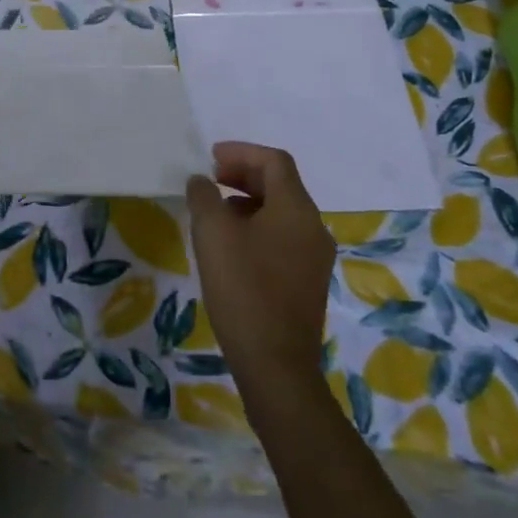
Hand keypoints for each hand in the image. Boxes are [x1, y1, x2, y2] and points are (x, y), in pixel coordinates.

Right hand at [186, 143, 335, 393]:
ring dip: (249, 201)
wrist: (276, 366)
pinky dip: (258, 227)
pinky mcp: (308, 282)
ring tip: (215, 212)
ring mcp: (315, 258)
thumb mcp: (213, 234)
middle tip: (211, 179)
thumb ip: (204, 197)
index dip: (242, 152)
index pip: (275, 162)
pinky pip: (284, 237)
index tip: (211, 157)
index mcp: (297, 210)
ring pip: (282, 212)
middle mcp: (313, 228)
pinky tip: (232, 246)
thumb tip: (202, 181)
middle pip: (281, 185)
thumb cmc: (243, 290)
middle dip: (244, 175)